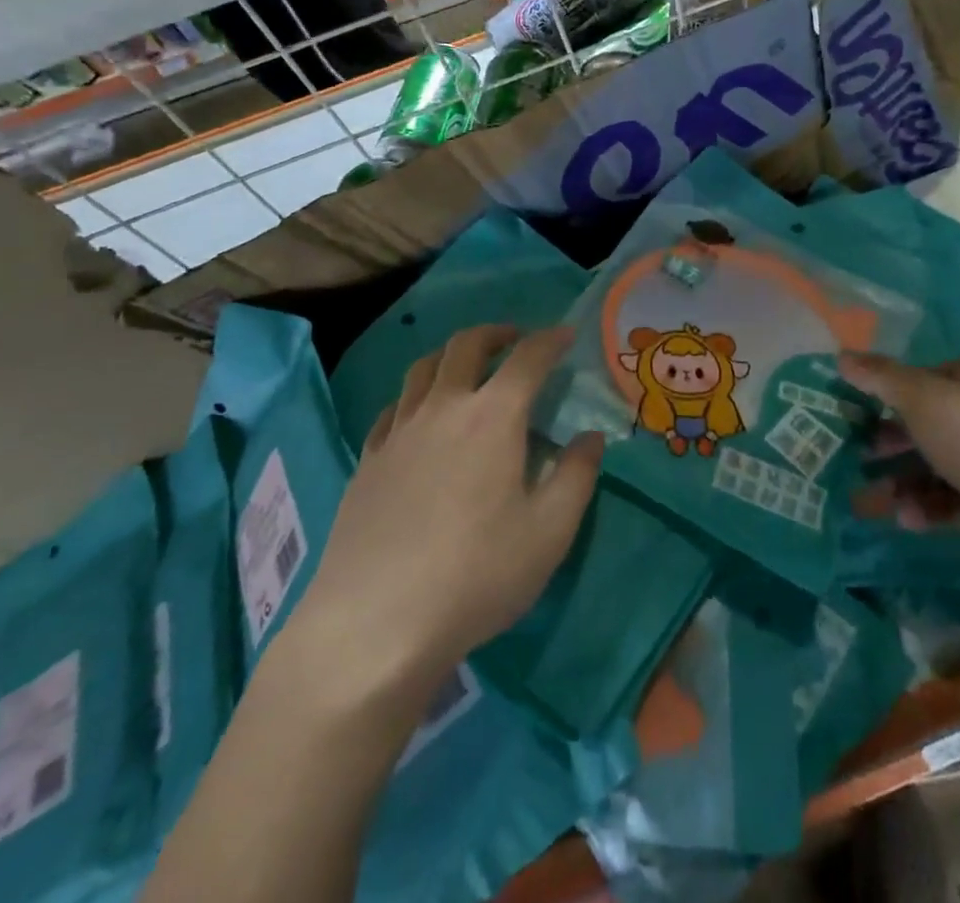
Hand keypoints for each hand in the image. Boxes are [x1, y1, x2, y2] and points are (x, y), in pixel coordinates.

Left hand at [295, 325, 602, 691]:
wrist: (375, 625)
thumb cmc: (476, 576)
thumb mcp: (549, 532)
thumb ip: (577, 476)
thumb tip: (591, 437)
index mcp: (493, 417)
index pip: (527, 358)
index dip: (551, 340)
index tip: (566, 334)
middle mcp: (443, 408)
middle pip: (466, 346)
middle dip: (496, 333)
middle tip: (515, 340)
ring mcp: (398, 432)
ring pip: (422, 368)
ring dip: (451, 355)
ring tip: (467, 367)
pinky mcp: (367, 461)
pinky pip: (393, 408)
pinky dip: (416, 395)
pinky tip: (421, 417)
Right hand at [839, 351, 959, 567]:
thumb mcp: (922, 399)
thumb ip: (880, 377)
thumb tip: (841, 354)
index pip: (922, 376)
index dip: (887, 392)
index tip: (854, 413)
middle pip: (928, 421)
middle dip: (891, 442)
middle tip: (860, 456)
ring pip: (938, 463)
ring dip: (905, 481)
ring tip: (879, 501)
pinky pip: (956, 497)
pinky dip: (930, 506)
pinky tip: (909, 520)